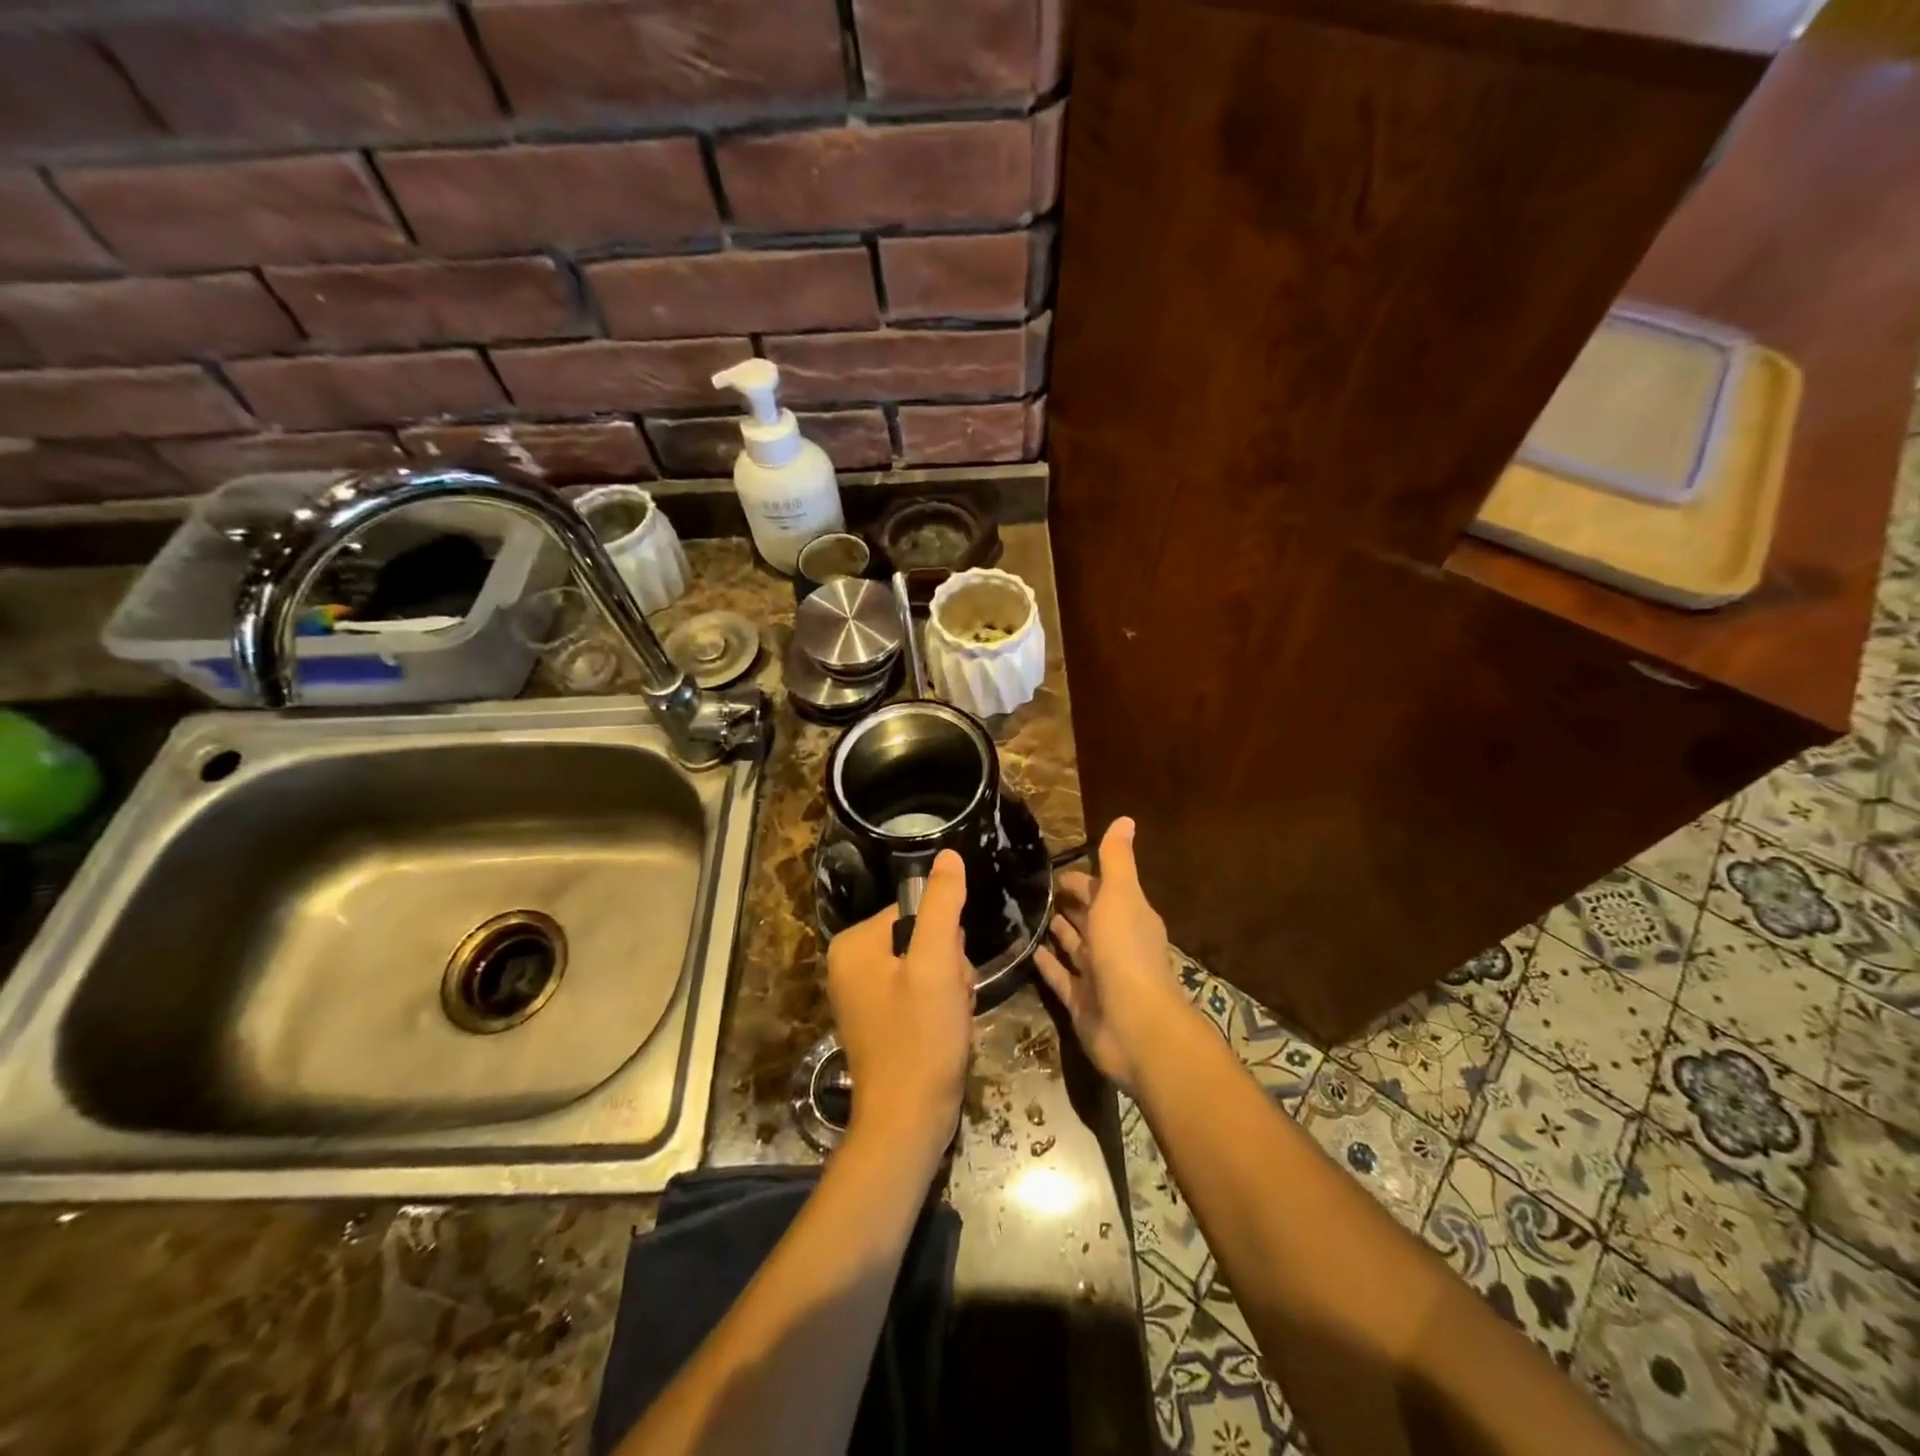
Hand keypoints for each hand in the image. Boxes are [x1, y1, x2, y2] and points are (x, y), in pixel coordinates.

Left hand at [826, 849, 973, 1164]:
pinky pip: (919, 993)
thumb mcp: (936, 963)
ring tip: (950, 1018)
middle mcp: (850, 964)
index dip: (946, 939)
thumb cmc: (920, 1039)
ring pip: (927, 967)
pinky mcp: (880, 1021)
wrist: (908, 1123)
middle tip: (950, 1000)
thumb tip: (948, 855)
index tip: (950, 973)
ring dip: (949, 988)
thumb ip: (943, 905)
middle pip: (921, 938)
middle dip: (948, 967)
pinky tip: (945, 1032)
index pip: (916, 911)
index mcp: (853, 944)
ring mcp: (863, 995)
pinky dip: (939, 1009)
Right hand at [1034, 818, 1192, 1093]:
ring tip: (1026, 915)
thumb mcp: (1121, 896)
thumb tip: (1125, 818)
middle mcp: (1115, 943)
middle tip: (1032, 890)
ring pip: (1074, 947)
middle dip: (1068, 904)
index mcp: (1129, 916)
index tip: (1051, 870)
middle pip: (1088, 918)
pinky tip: (1027, 951)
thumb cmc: (1125, 952)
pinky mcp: (1081, 1002)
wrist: (1134, 1024)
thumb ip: (1117, 860)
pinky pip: (1060, 977)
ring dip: (1057, 932)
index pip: (1102, 890)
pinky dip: (1047, 964)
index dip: (1081, 879)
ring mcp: (1098, 975)